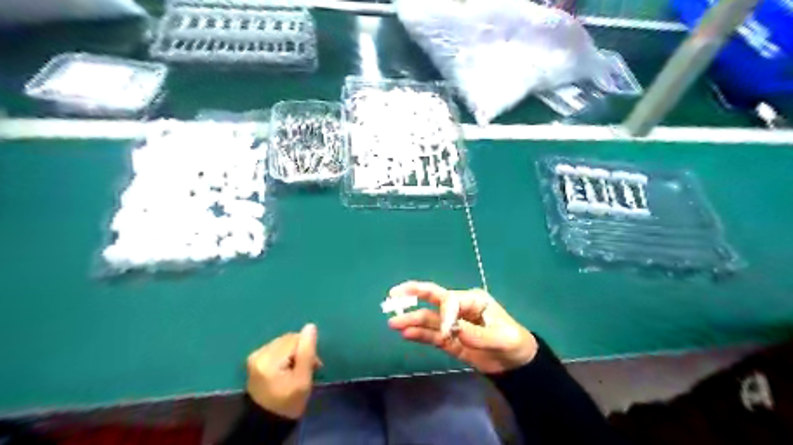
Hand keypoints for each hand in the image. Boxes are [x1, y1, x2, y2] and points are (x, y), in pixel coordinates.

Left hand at [247, 325, 321, 417]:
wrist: (266, 422)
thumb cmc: (288, 403)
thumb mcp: (303, 379)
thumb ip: (307, 351)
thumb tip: (310, 326)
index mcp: (269, 359)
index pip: (295, 340)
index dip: (308, 349)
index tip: (315, 365)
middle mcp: (259, 353)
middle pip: (288, 340)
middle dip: (301, 350)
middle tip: (309, 368)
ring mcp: (255, 356)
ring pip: (283, 343)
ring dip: (294, 353)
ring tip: (298, 370)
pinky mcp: (254, 360)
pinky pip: (276, 349)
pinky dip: (285, 355)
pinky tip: (287, 369)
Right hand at [387, 281, 534, 374]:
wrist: (515, 362)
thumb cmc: (513, 342)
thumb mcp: (502, 338)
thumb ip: (478, 334)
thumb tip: (452, 330)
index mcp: (472, 300)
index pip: (450, 300)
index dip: (444, 315)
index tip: (447, 334)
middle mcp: (459, 308)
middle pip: (433, 298)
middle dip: (413, 295)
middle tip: (393, 296)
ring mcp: (452, 324)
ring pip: (429, 319)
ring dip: (411, 320)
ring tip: (393, 322)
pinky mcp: (449, 339)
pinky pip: (432, 335)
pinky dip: (419, 334)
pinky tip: (406, 334)